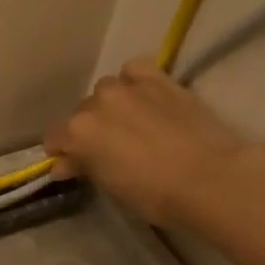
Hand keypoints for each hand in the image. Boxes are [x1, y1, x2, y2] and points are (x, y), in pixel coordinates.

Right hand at [43, 57, 248, 229]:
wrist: (209, 179)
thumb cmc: (154, 194)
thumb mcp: (110, 186)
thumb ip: (84, 168)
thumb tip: (65, 164)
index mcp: (77, 132)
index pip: (55, 138)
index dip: (63, 153)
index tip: (74, 166)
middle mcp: (96, 103)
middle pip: (81, 113)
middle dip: (88, 130)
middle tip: (107, 149)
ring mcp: (128, 87)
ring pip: (106, 90)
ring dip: (110, 105)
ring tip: (129, 122)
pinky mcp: (160, 80)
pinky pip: (135, 70)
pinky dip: (134, 81)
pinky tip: (143, 96)